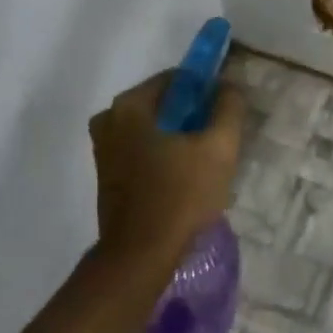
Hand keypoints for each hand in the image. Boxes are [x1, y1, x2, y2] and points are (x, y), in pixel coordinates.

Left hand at [90, 73, 244, 259]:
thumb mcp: (218, 148)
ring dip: (179, 140)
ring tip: (206, 165)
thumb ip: (228, 108)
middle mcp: (108, 120)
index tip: (226, 112)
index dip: (206, 91)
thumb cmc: (180, 195)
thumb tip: (228, 87)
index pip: (176, 79)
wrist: (141, 253)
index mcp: (129, 105)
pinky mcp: (108, 176)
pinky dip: (163, 158)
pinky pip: (142, 153)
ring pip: (153, 131)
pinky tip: (185, 180)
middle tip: (220, 141)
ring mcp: (104, 150)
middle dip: (193, 117)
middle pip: (163, 106)